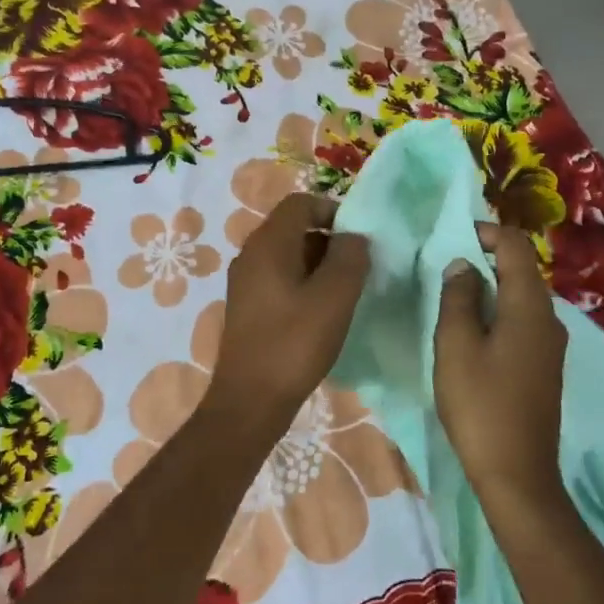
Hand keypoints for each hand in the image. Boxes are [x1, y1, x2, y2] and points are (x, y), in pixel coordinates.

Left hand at [206, 193, 369, 430]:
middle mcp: (250, 254)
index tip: (358, 236)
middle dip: (328, 239)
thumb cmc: (294, 344)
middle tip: (357, 265)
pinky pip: (278, 278)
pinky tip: (321, 312)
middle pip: (293, 227)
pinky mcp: (247, 306)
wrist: (250, 401)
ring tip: (345, 291)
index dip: (332, 210)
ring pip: (287, 254)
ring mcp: (245, 282)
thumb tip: (354, 236)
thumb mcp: (335, 297)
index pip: (300, 203)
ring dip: (318, 263)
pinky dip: (303, 283)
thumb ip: (350, 258)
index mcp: (268, 244)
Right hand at [433, 224, 568, 507]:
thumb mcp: (456, 345)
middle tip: (446, 266)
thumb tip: (463, 265)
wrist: (518, 473)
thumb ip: (458, 297)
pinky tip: (474, 331)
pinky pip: (523, 321)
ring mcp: (551, 344)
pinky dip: (499, 312)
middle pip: (522, 269)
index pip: (516, 246)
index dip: (487, 233)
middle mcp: (549, 317)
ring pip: (522, 297)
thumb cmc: (481, 405)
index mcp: (530, 305)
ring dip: (491, 287)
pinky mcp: (545, 366)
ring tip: (454, 297)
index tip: (454, 238)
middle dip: (486, 259)